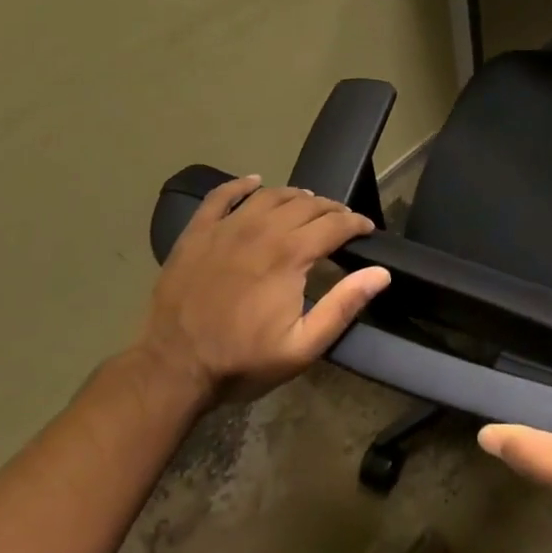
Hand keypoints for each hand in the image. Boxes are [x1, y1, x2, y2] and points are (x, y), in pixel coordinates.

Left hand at [131, 176, 389, 410]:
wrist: (170, 370)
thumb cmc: (241, 361)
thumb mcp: (302, 347)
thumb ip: (343, 306)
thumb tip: (381, 273)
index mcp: (290, 254)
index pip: (335, 224)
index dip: (356, 224)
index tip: (367, 230)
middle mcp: (262, 230)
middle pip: (307, 204)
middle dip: (331, 209)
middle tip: (342, 221)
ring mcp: (226, 228)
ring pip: (270, 195)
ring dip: (296, 196)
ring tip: (308, 204)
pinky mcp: (197, 233)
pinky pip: (220, 196)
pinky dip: (240, 185)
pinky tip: (254, 182)